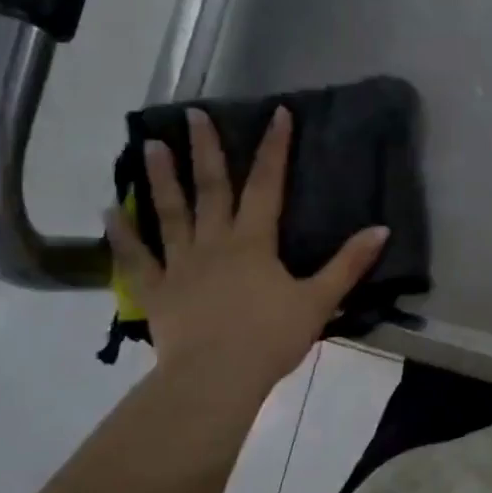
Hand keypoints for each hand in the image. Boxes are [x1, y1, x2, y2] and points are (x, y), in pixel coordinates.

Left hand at [105, 106, 389, 394]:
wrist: (216, 379)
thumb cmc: (270, 338)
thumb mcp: (319, 301)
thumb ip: (348, 264)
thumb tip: (381, 229)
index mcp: (254, 242)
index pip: (267, 184)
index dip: (274, 148)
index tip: (277, 113)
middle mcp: (214, 242)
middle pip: (210, 188)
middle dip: (205, 149)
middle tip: (192, 113)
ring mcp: (180, 264)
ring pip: (169, 213)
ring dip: (160, 178)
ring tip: (150, 144)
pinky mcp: (156, 290)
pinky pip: (135, 259)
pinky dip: (122, 235)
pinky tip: (110, 210)